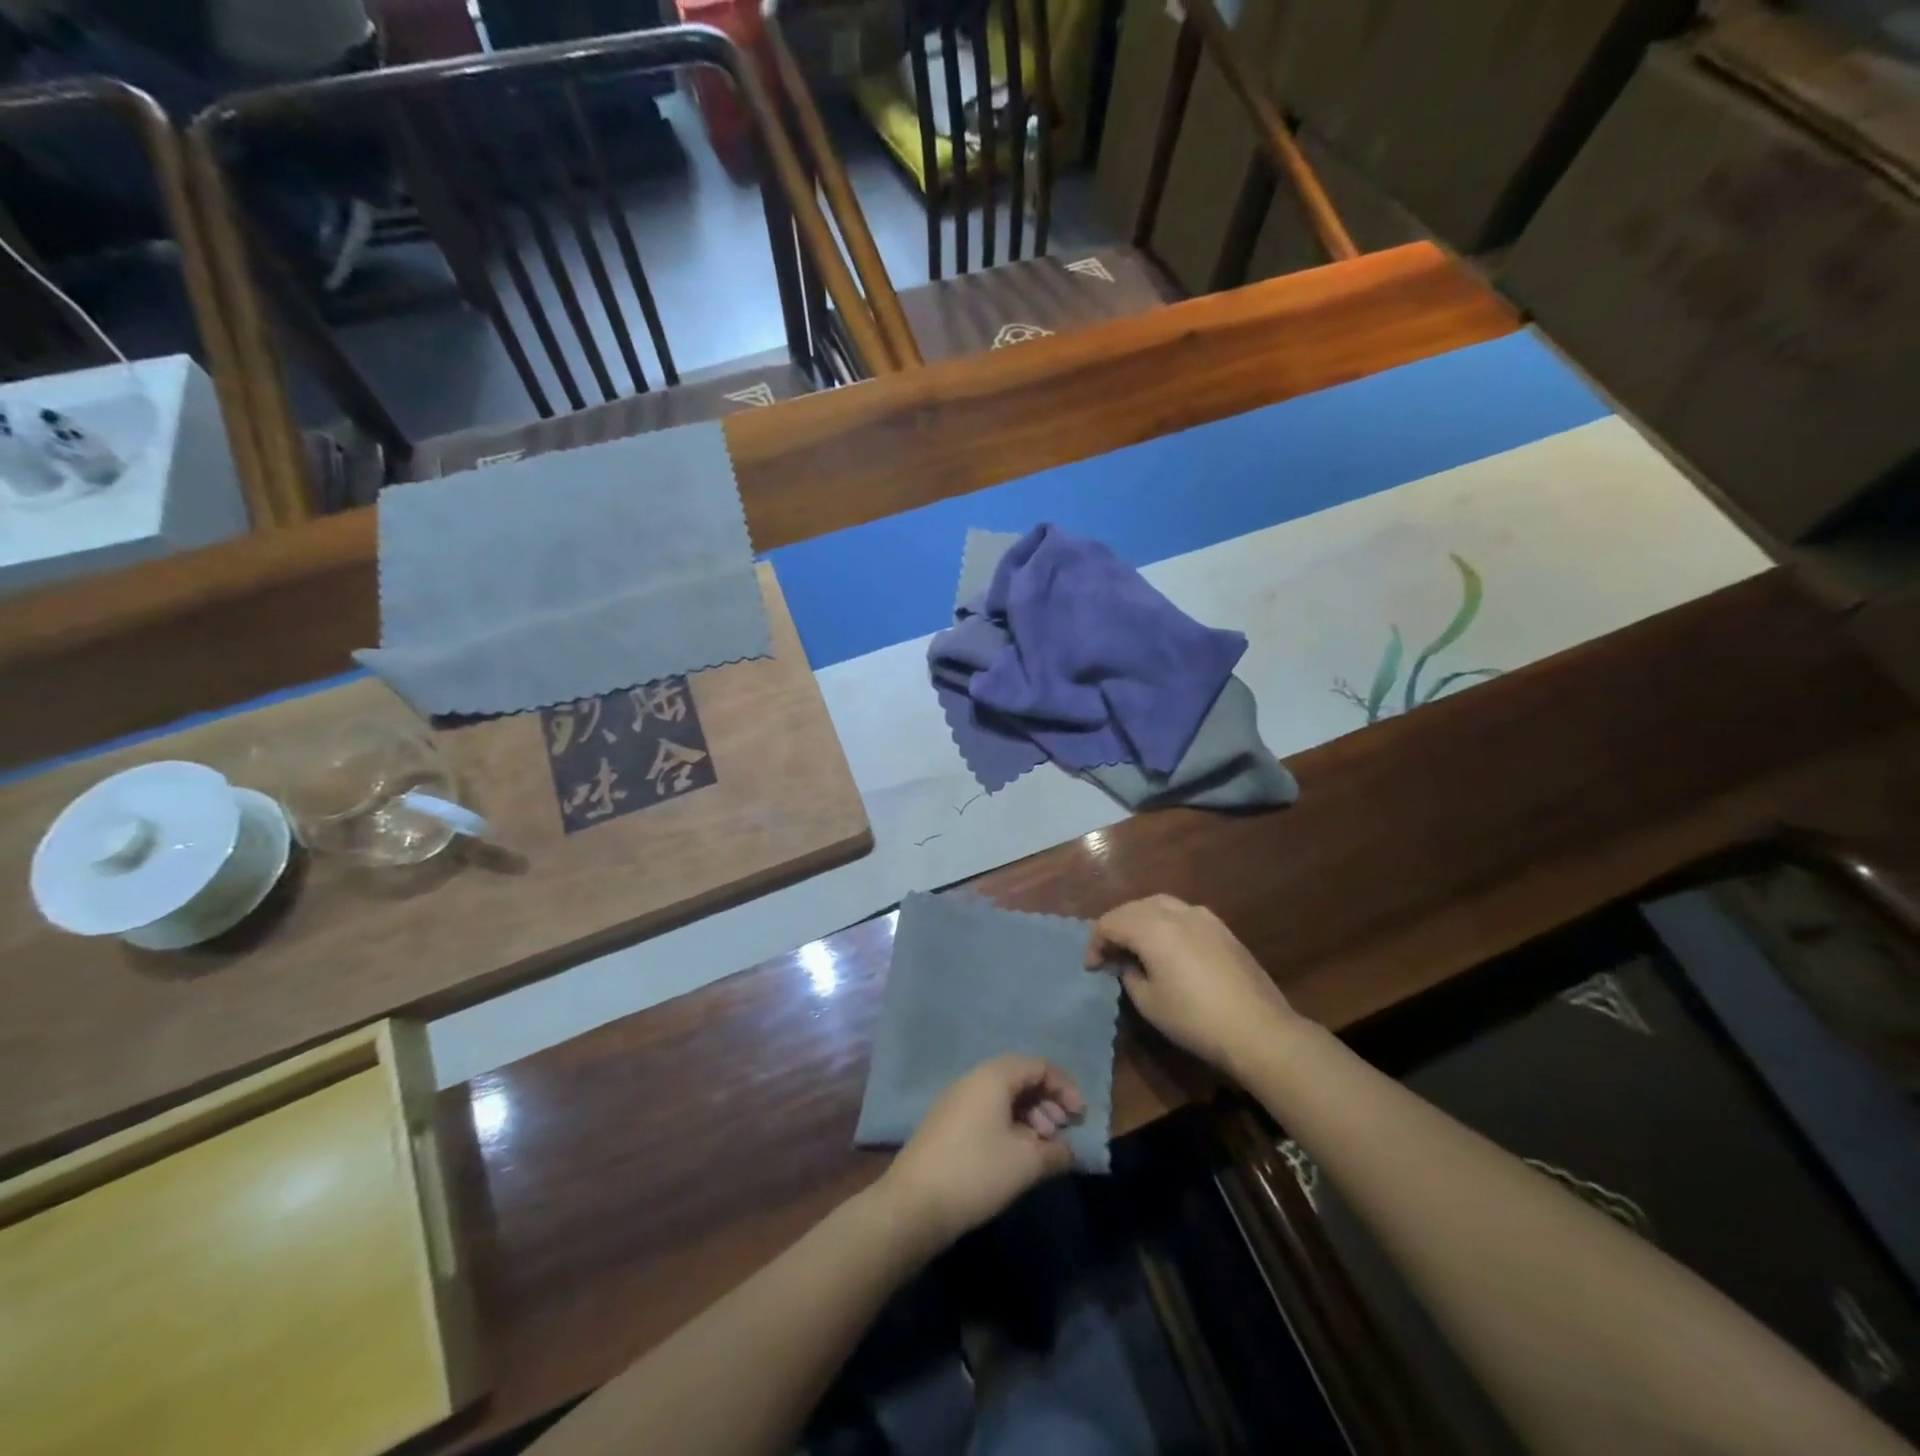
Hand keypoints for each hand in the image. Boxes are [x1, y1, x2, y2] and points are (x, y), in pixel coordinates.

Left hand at [880, 1056, 1082, 1252]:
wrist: (914, 1204)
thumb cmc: (976, 1172)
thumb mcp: (1026, 1163)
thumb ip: (1056, 1152)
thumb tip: (1069, 1150)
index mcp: (993, 1076)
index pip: (1038, 1066)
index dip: (1065, 1087)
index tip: (1080, 1118)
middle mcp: (973, 1079)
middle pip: (1020, 1078)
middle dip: (1047, 1102)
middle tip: (1061, 1133)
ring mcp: (956, 1101)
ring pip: (1003, 1097)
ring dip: (1029, 1117)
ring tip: (1041, 1149)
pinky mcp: (947, 1124)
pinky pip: (987, 1112)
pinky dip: (1009, 1126)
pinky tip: (1016, 1156)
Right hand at [1086, 895, 1300, 1078]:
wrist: (1259, 1030)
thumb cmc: (1195, 1019)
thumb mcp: (1149, 1003)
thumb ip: (1129, 975)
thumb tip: (1128, 964)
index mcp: (1152, 928)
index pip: (1110, 922)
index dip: (1095, 943)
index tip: (1091, 967)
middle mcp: (1176, 912)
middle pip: (1133, 907)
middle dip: (1116, 926)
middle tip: (1109, 953)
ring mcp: (1203, 917)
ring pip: (1159, 904)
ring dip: (1140, 920)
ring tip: (1135, 945)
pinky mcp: (1222, 928)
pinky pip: (1182, 914)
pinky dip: (1164, 922)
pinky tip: (1167, 947)